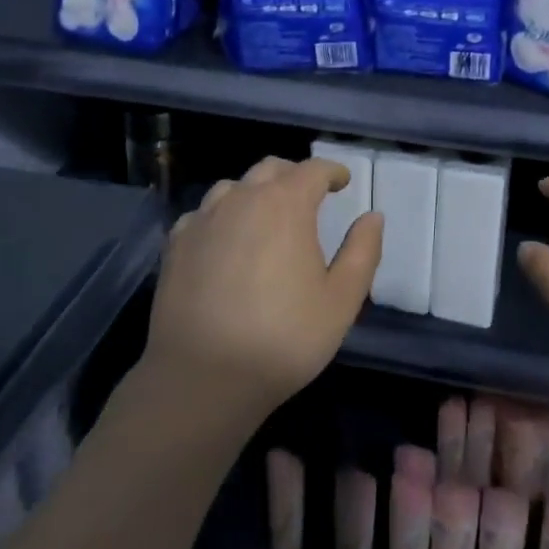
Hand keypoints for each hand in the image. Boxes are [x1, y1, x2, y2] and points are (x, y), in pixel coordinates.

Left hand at [143, 156, 382, 429]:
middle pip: (271, 169)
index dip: (332, 171)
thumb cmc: (282, 338)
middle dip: (294, 175)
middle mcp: (242, 198)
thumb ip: (363, 252)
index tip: (343, 181)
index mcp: (286, 204)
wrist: (202, 379)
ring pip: (233, 187)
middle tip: (308, 196)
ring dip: (255, 193)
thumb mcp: (341, 301)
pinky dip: (221, 217)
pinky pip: (203, 214)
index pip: (313, 170)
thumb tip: (373, 216)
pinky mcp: (176, 244)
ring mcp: (204, 219)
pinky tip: (224, 241)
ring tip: (265, 217)